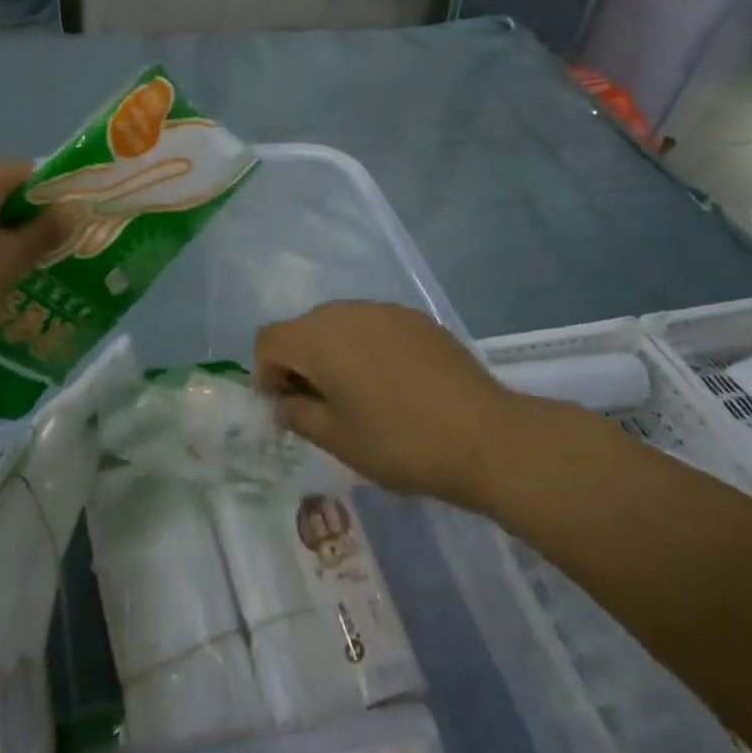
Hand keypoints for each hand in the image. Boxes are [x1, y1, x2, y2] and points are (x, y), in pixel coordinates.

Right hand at [255, 302, 537, 506]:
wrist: (484, 436)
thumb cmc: (399, 442)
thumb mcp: (336, 439)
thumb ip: (296, 413)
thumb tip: (282, 401)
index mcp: (318, 337)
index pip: (268, 341)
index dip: (267, 375)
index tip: (290, 408)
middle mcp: (347, 311)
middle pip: (303, 328)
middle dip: (300, 363)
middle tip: (322, 407)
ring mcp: (385, 310)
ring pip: (339, 325)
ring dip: (334, 354)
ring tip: (360, 396)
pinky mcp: (416, 318)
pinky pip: (373, 326)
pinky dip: (367, 348)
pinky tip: (394, 384)